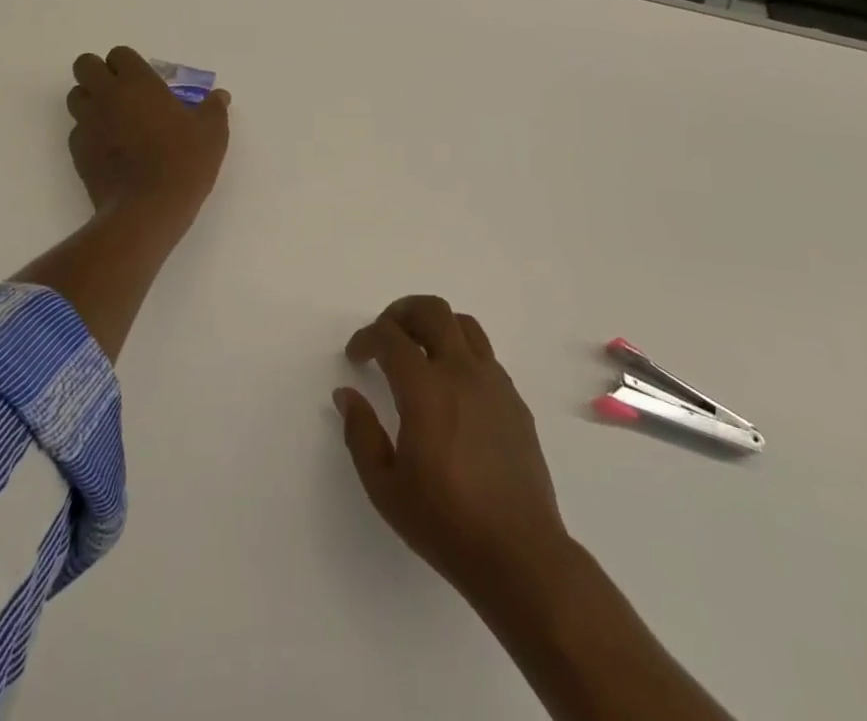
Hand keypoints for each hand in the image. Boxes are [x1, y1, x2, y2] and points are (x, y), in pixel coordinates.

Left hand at [67, 47, 230, 225]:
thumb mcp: (212, 133)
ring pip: (75, 97)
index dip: (128, 64)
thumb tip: (220, 96)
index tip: (143, 80)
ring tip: (113, 118)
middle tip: (121, 91)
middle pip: (85, 66)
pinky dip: (89, 133)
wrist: (148, 209)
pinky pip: (77, 131)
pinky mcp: (77, 152)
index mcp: (138, 83)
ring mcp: (88, 124)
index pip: (119, 54)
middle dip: (98, 73)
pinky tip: (110, 149)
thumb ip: (214, 109)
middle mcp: (107, 96)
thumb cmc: (183, 161)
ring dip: (90, 100)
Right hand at [335, 296, 571, 607]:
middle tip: (385, 335)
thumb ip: (360, 433)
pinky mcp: (515, 401)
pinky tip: (451, 386)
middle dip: (401, 312)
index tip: (355, 357)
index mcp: (426, 389)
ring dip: (435, 325)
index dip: (366, 338)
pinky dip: (461, 352)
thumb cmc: (445, 523)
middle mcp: (462, 372)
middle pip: (432, 311)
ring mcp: (494, 383)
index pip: (390, 337)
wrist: (520, 555)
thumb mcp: (385, 487)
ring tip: (418, 350)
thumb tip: (346, 394)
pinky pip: (485, 355)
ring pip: (464, 324)